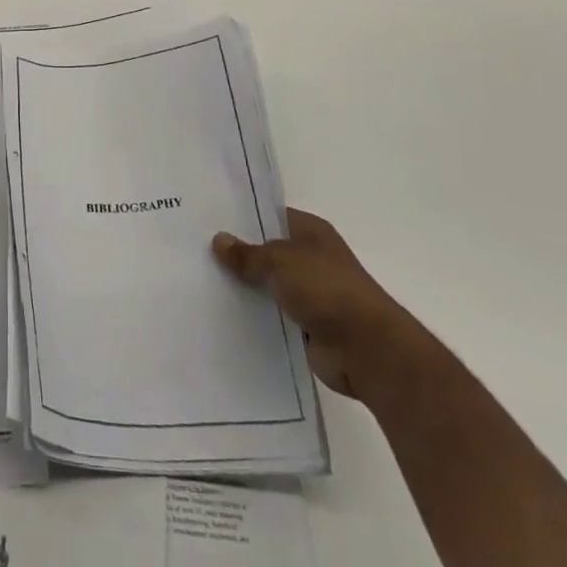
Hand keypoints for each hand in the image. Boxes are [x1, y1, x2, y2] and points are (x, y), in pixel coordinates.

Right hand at [212, 209, 418, 399]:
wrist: (367, 350)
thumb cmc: (327, 289)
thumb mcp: (280, 261)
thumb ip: (248, 254)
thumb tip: (219, 240)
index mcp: (311, 231)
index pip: (271, 216)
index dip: (244, 218)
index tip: (211, 220)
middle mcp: (312, 258)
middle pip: (268, 252)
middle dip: (241, 255)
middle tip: (199, 252)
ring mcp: (311, 294)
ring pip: (269, 286)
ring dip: (248, 289)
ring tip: (205, 283)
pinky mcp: (308, 327)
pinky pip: (274, 316)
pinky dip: (257, 317)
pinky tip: (226, 315)